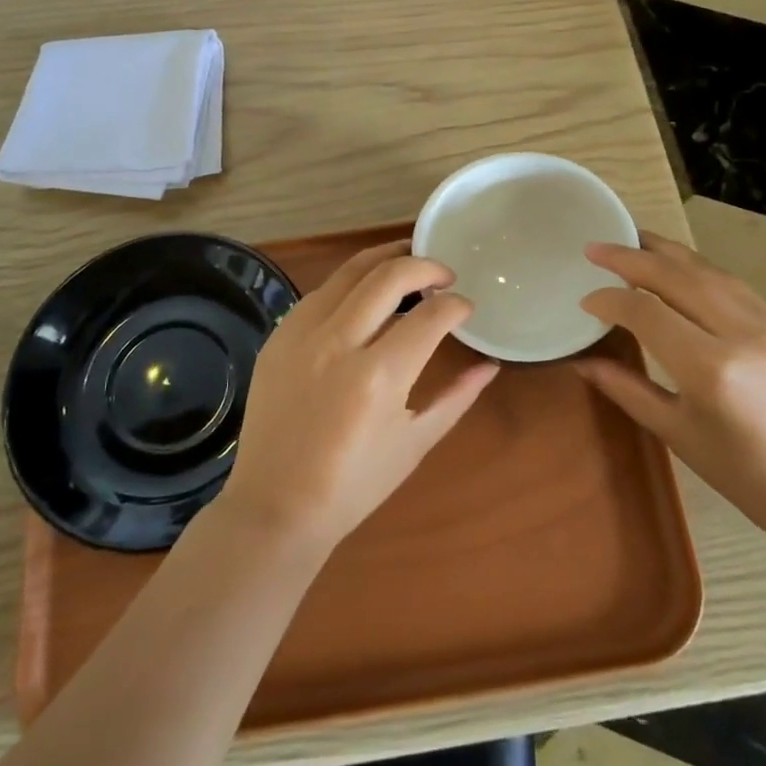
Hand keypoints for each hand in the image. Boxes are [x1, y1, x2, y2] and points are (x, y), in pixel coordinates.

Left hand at [222, 242, 498, 553]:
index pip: (431, 316)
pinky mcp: (278, 337)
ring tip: (408, 262)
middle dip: (426, 265)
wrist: (275, 506)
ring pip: (349, 271)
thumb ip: (456, 397)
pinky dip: (349, 284)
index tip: (466, 308)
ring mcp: (302, 335)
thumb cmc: (354, 485)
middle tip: (444, 274)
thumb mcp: (415, 443)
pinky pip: (320, 293)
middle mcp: (339, 343)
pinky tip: (364, 293)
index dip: (457, 305)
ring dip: (385, 259)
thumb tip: (490, 365)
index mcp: (379, 376)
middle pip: (389, 276)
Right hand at [576, 231, 765, 548]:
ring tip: (631, 240)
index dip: (609, 301)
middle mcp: (741, 332)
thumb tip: (582, 362)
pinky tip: (676, 266)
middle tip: (594, 248)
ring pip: (706, 270)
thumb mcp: (676, 432)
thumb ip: (626, 388)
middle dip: (630, 257)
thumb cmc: (743, 475)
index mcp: (710, 368)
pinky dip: (696, 268)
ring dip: (664, 252)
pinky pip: (731, 283)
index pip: (646, 312)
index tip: (585, 300)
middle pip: (675, 276)